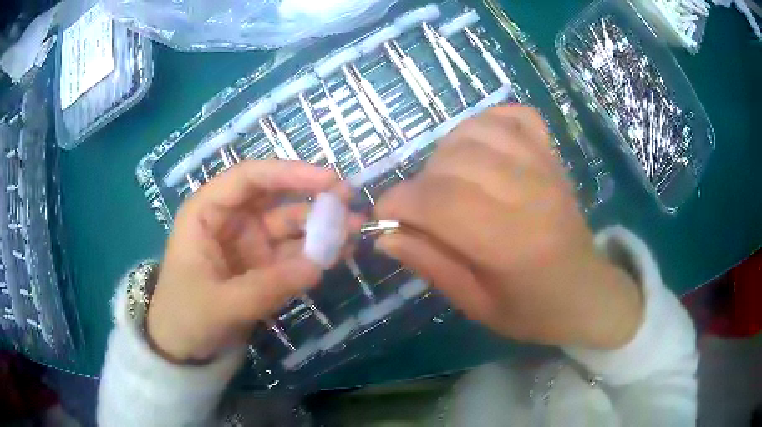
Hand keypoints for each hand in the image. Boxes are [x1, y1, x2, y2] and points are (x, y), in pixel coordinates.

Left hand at [147, 161, 357, 362]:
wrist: (182, 348)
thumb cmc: (185, 316)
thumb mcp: (221, 304)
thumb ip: (267, 286)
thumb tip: (317, 266)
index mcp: (206, 212)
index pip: (248, 179)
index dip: (288, 173)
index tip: (328, 180)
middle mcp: (230, 220)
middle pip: (275, 197)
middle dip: (312, 198)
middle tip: (350, 203)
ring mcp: (249, 243)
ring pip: (289, 226)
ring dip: (321, 228)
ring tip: (355, 232)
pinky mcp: (263, 266)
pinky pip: (293, 254)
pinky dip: (316, 254)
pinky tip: (341, 253)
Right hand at [376, 106, 641, 349]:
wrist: (586, 292)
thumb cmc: (532, 309)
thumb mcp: (476, 304)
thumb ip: (431, 265)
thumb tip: (385, 235)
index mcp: (512, 244)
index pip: (441, 202)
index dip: (399, 202)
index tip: (384, 216)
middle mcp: (529, 194)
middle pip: (453, 162)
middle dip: (420, 184)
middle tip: (422, 211)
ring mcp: (544, 167)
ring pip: (475, 132)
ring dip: (446, 153)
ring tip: (448, 182)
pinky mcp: (552, 155)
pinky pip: (512, 116)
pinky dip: (486, 123)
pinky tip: (479, 148)